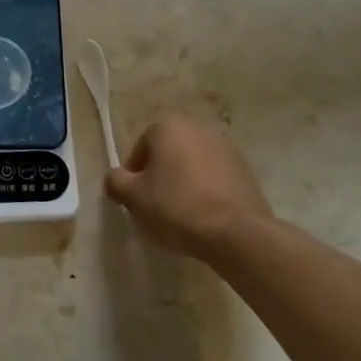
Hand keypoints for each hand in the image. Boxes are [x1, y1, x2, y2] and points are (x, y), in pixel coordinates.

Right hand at [105, 114, 275, 263]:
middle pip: (168, 154)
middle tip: (156, 206)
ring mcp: (226, 148)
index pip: (140, 149)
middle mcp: (198, 128)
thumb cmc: (177, 207)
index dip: (134, 176)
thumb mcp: (133, 197)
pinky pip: (215, 179)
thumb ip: (116, 181)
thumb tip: (115, 178)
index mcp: (169, 127)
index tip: (137, 199)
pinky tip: (205, 216)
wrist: (237, 233)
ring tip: (182, 214)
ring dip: (184, 183)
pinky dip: (206, 192)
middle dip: (160, 176)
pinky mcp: (246, 171)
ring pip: (192, 166)